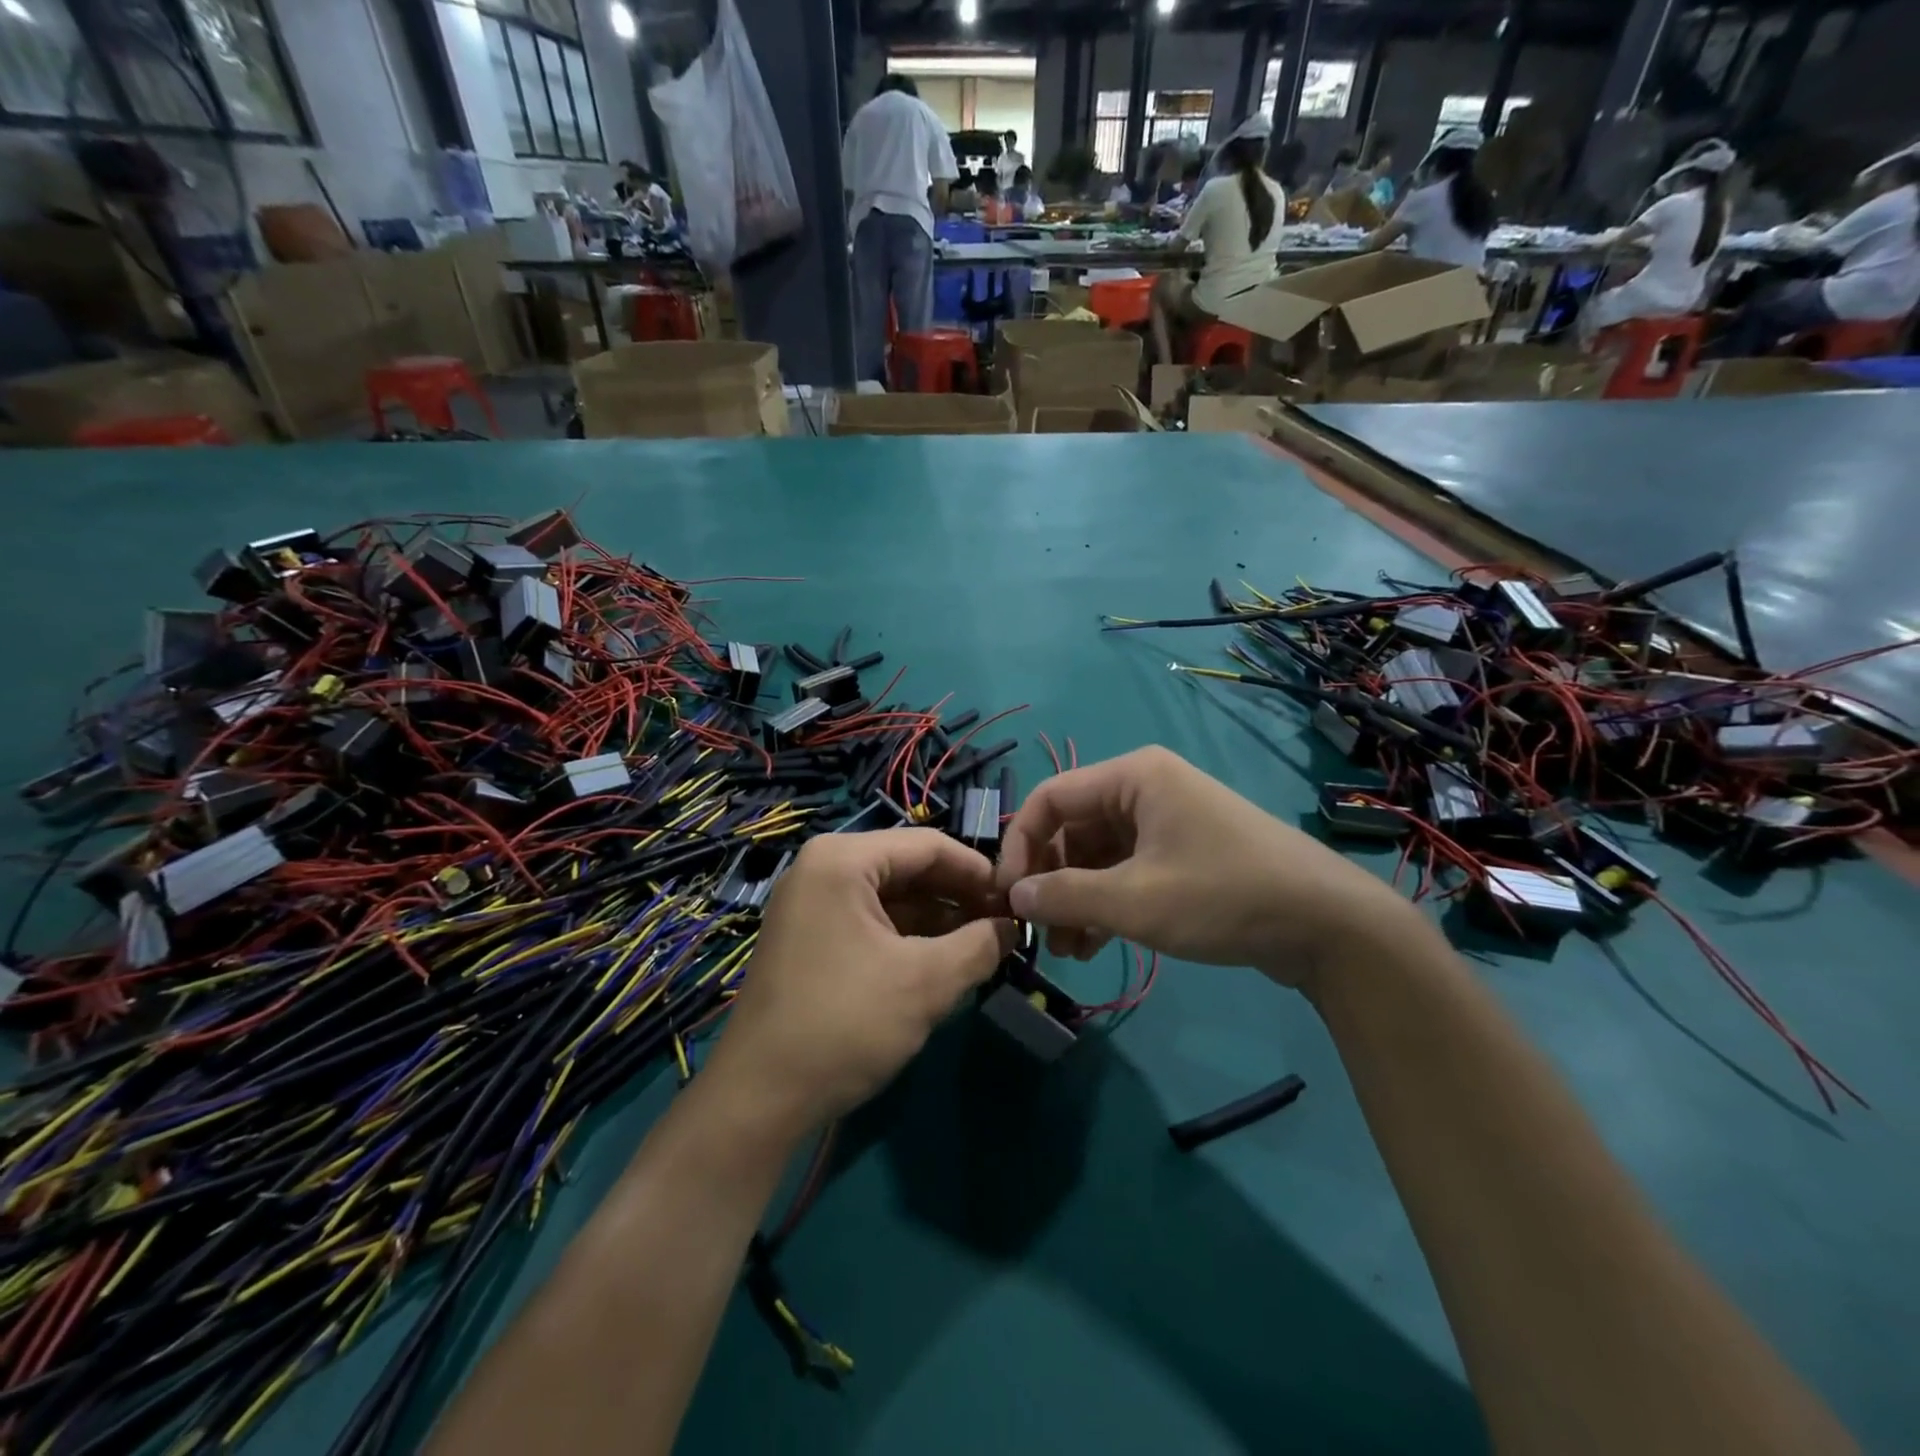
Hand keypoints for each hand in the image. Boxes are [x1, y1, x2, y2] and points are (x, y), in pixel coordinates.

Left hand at [703, 831, 1014, 1140]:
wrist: (760, 1098)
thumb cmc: (845, 1024)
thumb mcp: (926, 982)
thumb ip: (980, 945)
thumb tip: (1012, 928)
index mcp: (844, 859)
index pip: (929, 846)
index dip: (979, 872)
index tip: (1017, 901)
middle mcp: (823, 867)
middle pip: (909, 868)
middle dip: (959, 897)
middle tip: (1004, 927)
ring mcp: (812, 902)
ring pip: (892, 897)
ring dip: (938, 919)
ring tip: (983, 946)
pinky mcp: (811, 936)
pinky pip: (871, 920)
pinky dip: (909, 936)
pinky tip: (943, 961)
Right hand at [996, 746, 1415, 990]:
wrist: (1328, 925)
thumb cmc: (1223, 896)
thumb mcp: (1134, 900)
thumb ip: (1064, 896)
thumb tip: (1013, 896)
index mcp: (1133, 777)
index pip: (1050, 799)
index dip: (1020, 845)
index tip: (1007, 895)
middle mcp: (1145, 788)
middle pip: (1072, 828)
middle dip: (1050, 880)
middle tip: (1037, 930)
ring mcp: (1166, 821)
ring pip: (1097, 855)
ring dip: (1075, 898)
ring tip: (1065, 949)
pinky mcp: (1182, 854)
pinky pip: (1125, 870)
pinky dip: (1105, 903)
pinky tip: (1092, 945)